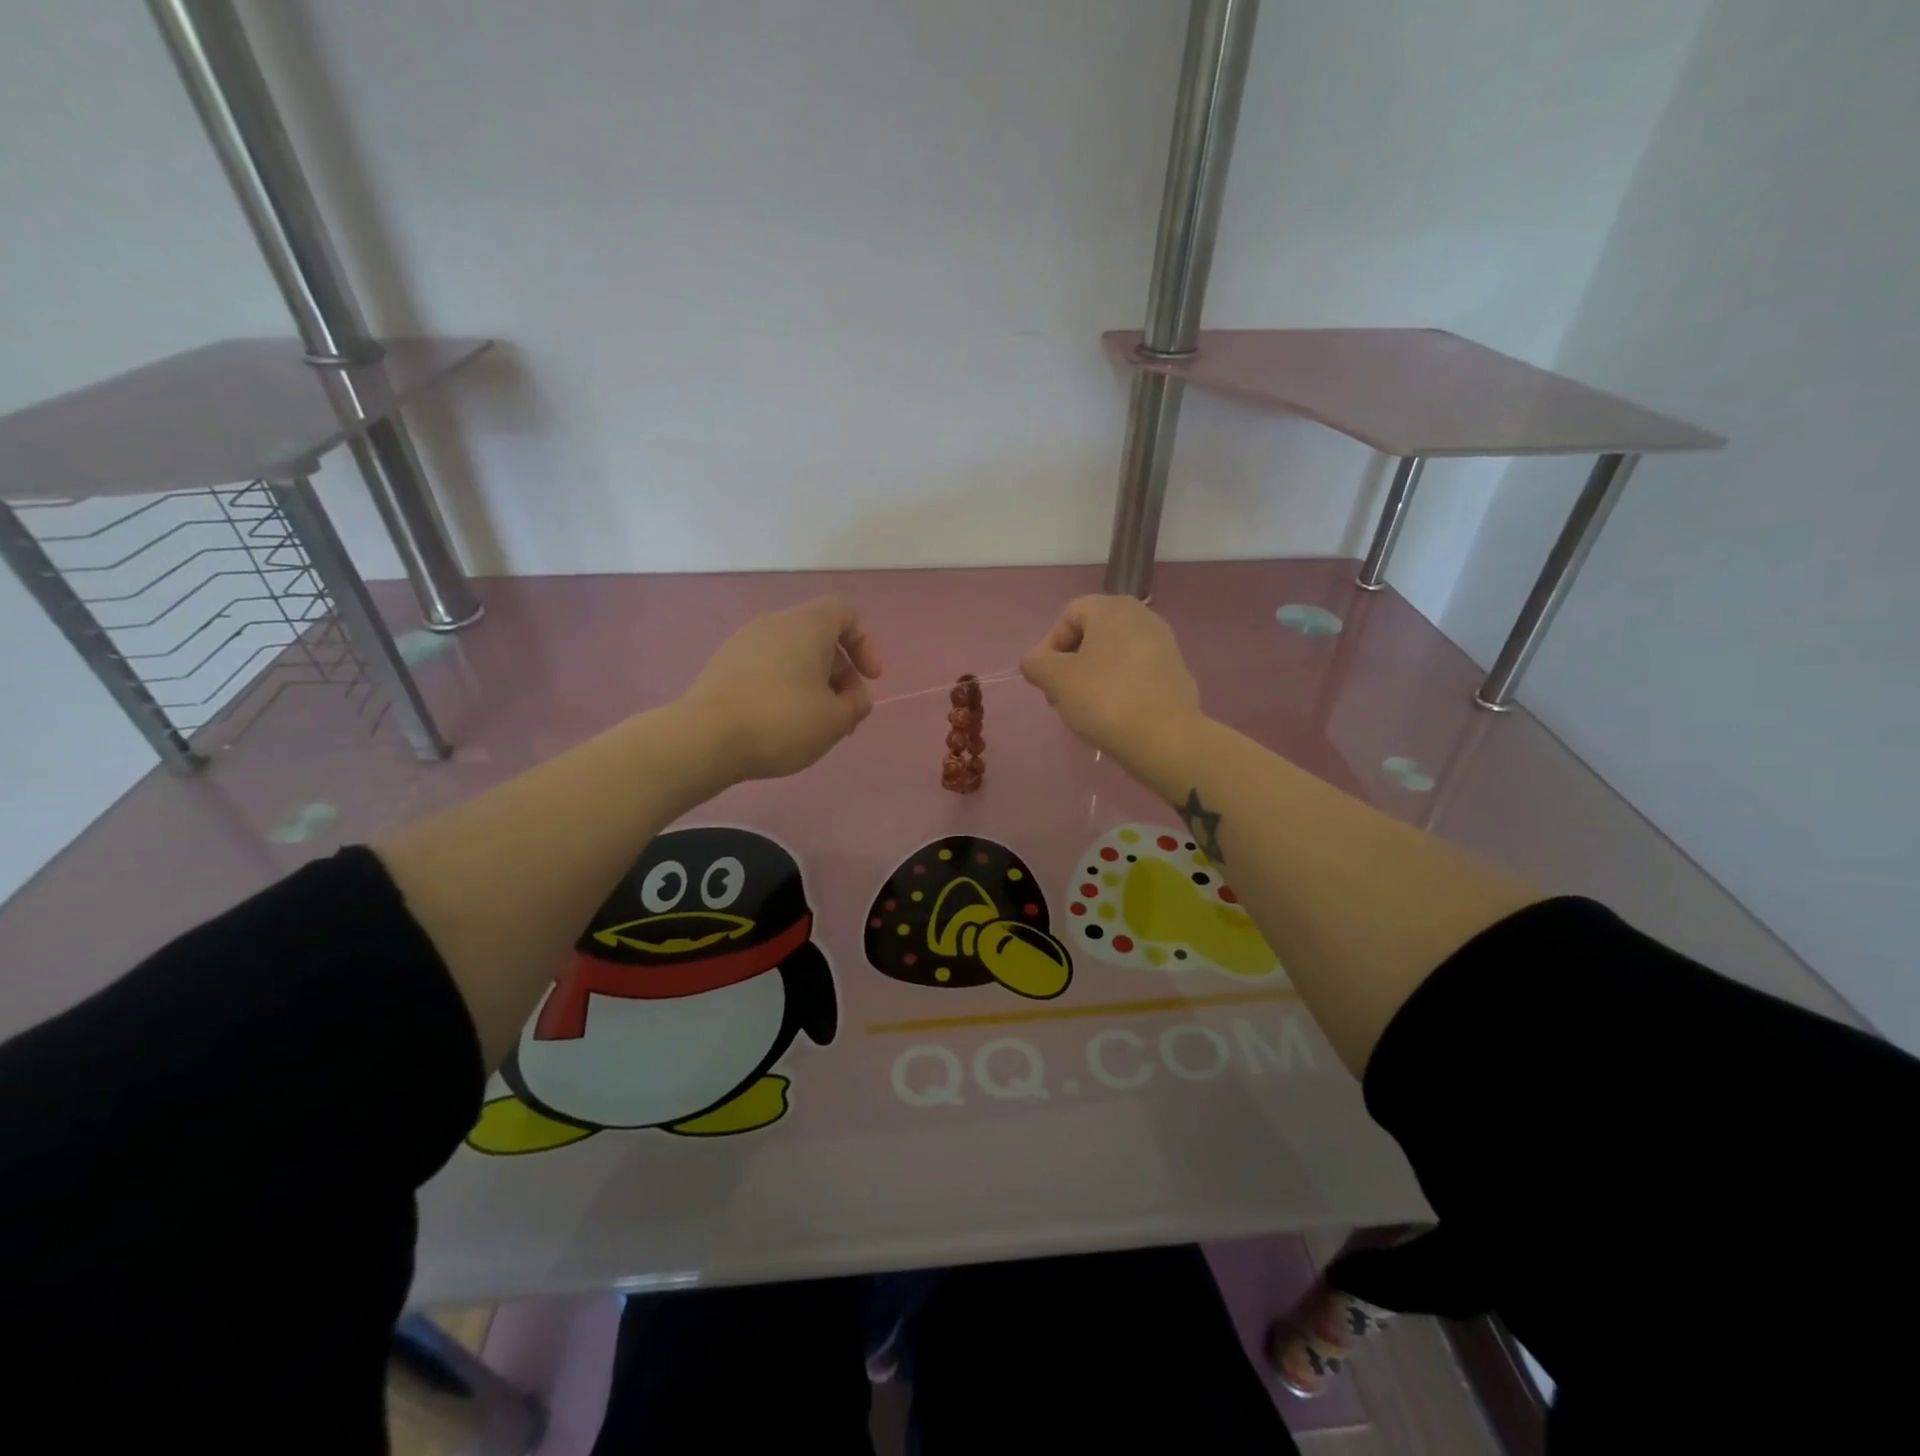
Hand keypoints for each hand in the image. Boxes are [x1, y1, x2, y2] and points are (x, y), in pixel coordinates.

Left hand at [679, 596, 882, 781]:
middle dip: (841, 672)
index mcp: (807, 625)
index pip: (846, 613)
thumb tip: (855, 697)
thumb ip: (857, 705)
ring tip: (815, 723)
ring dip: (813, 683)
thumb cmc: (781, 722)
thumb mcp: (835, 721)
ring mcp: (744, 642)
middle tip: (845, 712)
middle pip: (819, 636)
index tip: (870, 679)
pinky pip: (767, 666)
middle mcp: (774, 623)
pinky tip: (782, 723)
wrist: (704, 738)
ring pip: (792, 653)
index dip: (866, 644)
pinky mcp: (723, 665)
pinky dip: (785, 687)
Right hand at [1020, 595, 1201, 769]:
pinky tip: (1112, 715)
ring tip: (1083, 709)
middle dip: (1069, 663)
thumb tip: (1035, 663)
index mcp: (1113, 608)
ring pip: (1113, 655)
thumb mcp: (1056, 679)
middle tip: (1060, 696)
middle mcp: (1142, 617)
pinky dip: (1118, 687)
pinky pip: (1134, 672)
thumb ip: (1036, 664)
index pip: (1068, 616)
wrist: (1165, 738)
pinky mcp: (1175, 672)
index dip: (1049, 646)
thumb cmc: (1104, 698)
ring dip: (1091, 677)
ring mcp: (1164, 644)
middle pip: (1092, 634)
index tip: (1045, 680)